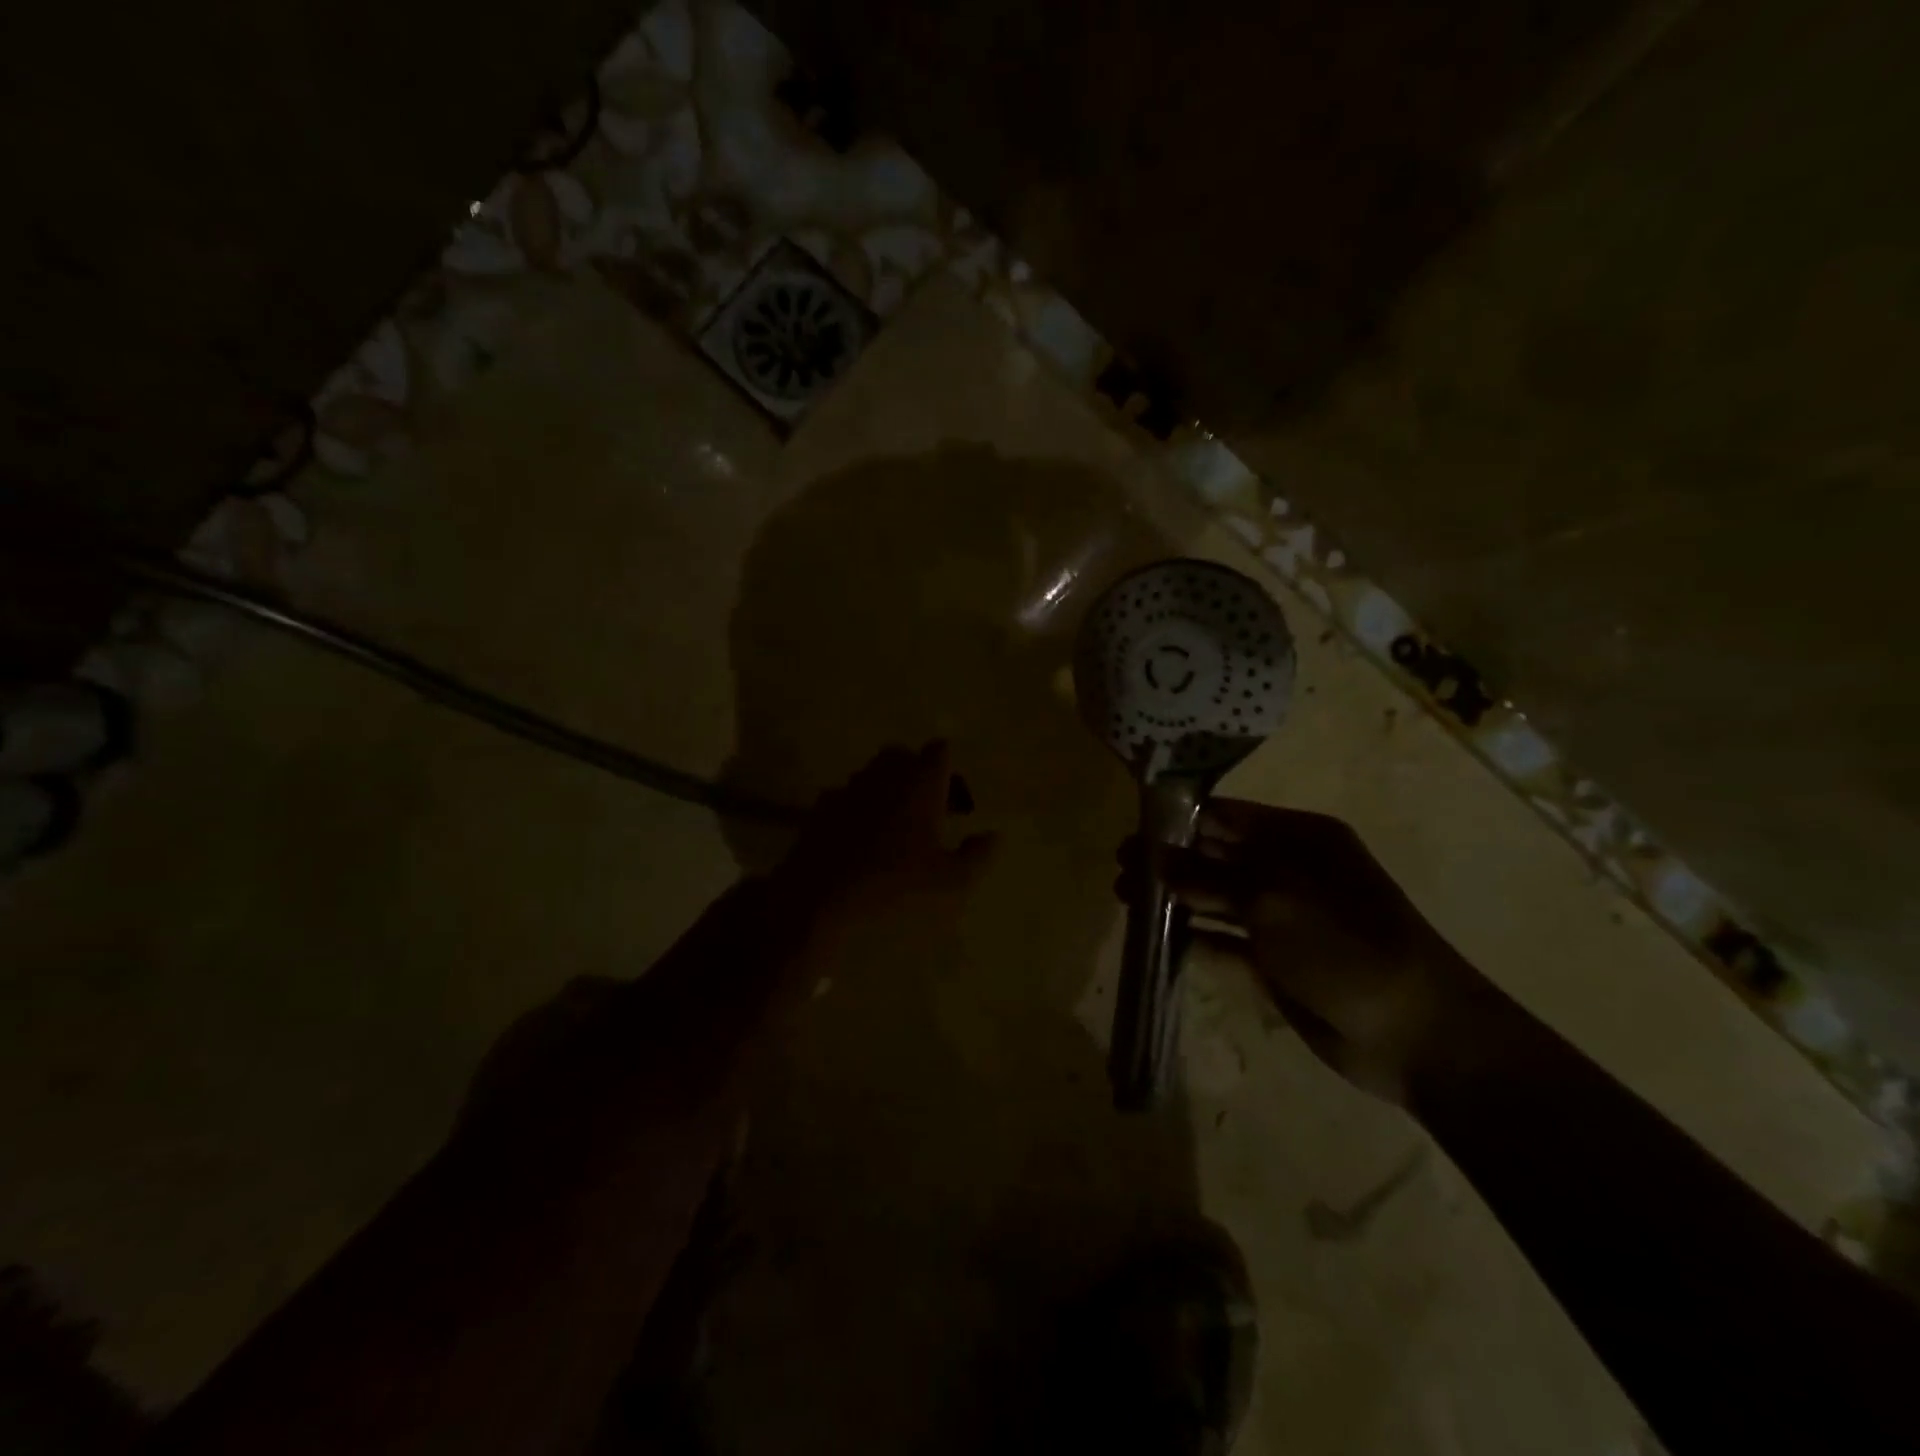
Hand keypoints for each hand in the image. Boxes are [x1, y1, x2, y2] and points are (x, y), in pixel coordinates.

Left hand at [769, 742, 997, 939]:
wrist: (818, 898)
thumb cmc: (893, 885)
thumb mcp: (949, 881)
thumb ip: (977, 855)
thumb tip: (994, 835)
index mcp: (920, 782)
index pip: (940, 751)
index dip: (950, 772)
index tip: (956, 806)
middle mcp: (884, 775)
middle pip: (903, 756)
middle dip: (916, 775)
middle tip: (927, 812)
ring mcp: (849, 788)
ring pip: (873, 774)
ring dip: (887, 791)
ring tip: (895, 829)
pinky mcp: (821, 807)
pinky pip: (847, 797)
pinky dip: (858, 810)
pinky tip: (860, 842)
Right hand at [1126, 800, 1493, 1107]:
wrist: (1417, 1035)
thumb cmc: (1347, 947)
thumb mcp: (1274, 900)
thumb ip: (1209, 877)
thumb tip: (1156, 858)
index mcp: (1298, 838)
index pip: (1227, 816)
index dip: (1179, 820)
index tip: (1133, 828)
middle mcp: (1288, 871)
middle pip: (1216, 855)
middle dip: (1168, 859)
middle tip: (1120, 868)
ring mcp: (1281, 918)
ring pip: (1215, 898)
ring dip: (1174, 897)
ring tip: (1124, 898)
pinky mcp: (1274, 961)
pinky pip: (1223, 942)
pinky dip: (1193, 938)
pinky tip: (1156, 939)